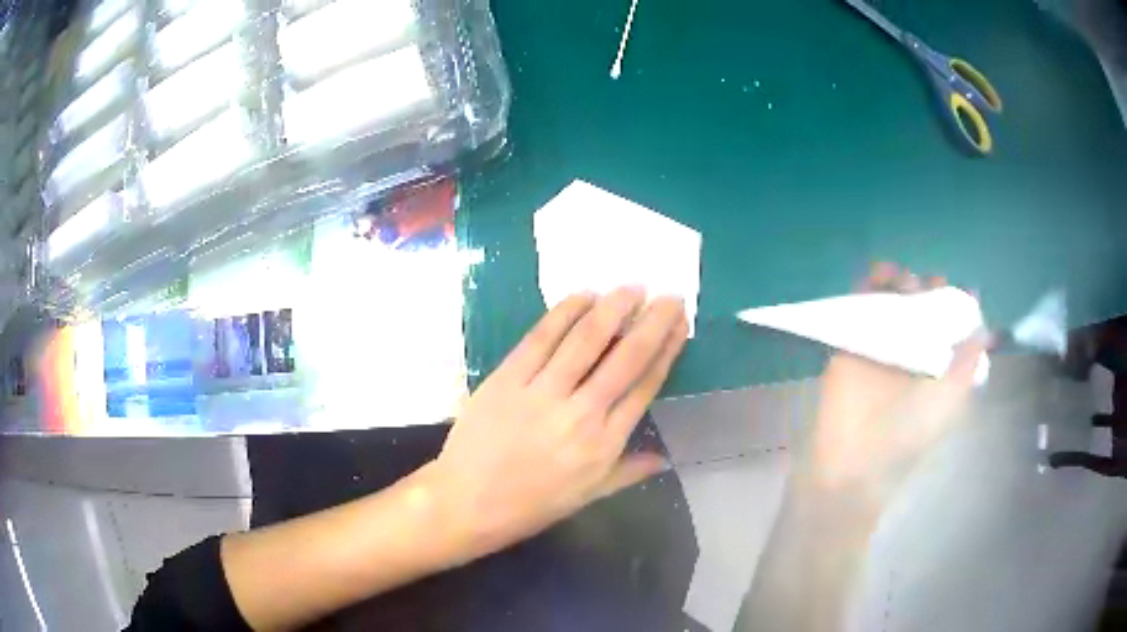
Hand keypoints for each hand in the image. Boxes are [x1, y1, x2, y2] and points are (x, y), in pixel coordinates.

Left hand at [427, 288, 687, 559]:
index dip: (666, 351)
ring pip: (585, 340)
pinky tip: (582, 296)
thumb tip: (665, 459)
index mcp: (603, 443)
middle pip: (625, 357)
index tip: (679, 325)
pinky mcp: (507, 379)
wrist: (468, 502)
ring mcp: (541, 393)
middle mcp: (580, 413)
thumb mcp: (587, 496)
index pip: (644, 386)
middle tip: (670, 297)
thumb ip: (628, 473)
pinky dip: (564, 313)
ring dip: (613, 309)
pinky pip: (540, 338)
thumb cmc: (531, 504)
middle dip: (652, 323)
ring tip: (632, 288)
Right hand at [809, 263, 989, 499]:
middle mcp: (912, 350)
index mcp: (937, 364)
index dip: (952, 301)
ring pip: (893, 298)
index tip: (952, 290)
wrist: (859, 456)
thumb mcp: (952, 396)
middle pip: (921, 304)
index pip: (947, 321)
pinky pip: (860, 303)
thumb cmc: (912, 430)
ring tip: (902, 279)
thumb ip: (969, 359)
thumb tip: (985, 325)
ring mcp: (882, 343)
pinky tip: (878, 273)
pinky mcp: (852, 339)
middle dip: (926, 287)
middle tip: (925, 287)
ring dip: (899, 280)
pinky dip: (869, 283)